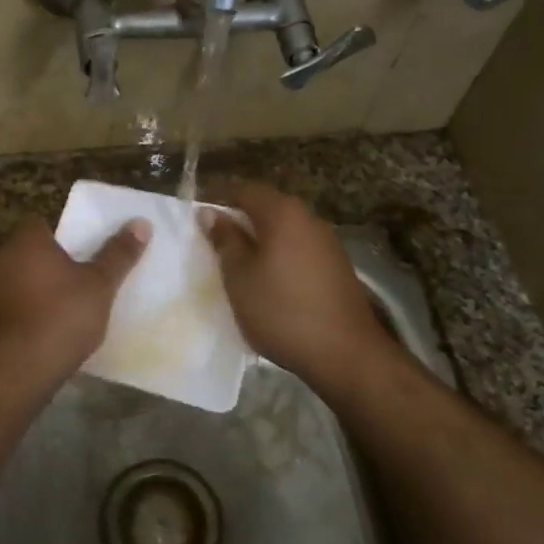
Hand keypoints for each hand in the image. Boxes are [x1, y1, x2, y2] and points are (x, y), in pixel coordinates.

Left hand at [0, 217, 150, 377]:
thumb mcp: (100, 284)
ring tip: (62, 309)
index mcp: (25, 242)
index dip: (59, 234)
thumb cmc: (62, 315)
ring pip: (15, 283)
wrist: (17, 369)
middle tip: (77, 279)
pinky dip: (22, 317)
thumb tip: (141, 222)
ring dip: (33, 292)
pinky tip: (42, 334)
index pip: (38, 223)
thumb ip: (118, 254)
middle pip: (26, 253)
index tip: (80, 250)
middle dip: (47, 264)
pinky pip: (8, 311)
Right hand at [199, 180, 393, 391]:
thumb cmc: (281, 311)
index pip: (244, 190)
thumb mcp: (240, 277)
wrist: (346, 353)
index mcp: (283, 213)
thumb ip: (225, 240)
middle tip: (215, 243)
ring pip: (285, 230)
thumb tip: (210, 212)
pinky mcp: (338, 267)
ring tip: (239, 264)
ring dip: (261, 240)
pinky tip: (270, 281)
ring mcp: (328, 242)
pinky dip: (280, 257)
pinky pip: (300, 249)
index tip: (198, 219)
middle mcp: (309, 218)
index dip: (218, 199)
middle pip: (268, 208)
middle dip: (240, 220)